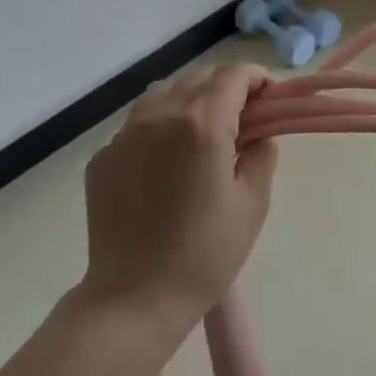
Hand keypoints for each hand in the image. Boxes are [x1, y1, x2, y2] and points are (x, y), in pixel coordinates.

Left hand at [79, 65, 278, 336]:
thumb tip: (259, 135)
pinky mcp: (103, 157)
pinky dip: (161, 126)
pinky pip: (138, 124)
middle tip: (246, 117)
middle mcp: (159, 116)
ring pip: (164, 94)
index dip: (258, 78)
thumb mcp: (252, 203)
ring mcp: (124, 135)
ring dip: (192, 100)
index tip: (272, 97)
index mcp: (201, 124)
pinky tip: (169, 161)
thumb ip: (262, 154)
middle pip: (198, 78)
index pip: (233, 75)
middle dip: (227, 87)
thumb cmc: (205, 254)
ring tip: (206, 132)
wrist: (134, 299)